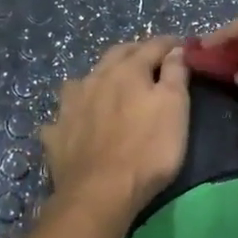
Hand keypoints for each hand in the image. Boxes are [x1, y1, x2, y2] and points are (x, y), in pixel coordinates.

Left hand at [41, 37, 190, 220]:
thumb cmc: (147, 150)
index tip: (182, 46)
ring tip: (110, 86)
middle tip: (150, 59)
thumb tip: (176, 49)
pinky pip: (64, 115)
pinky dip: (75, 113)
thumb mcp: (174, 109)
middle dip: (135, 52)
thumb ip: (175, 74)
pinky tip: (77, 122)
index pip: (152, 46)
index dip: (170, 44)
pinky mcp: (55, 133)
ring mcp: (69, 105)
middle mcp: (94, 78)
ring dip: (100, 78)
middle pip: (116, 55)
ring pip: (84, 80)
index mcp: (127, 70)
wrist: (99, 193)